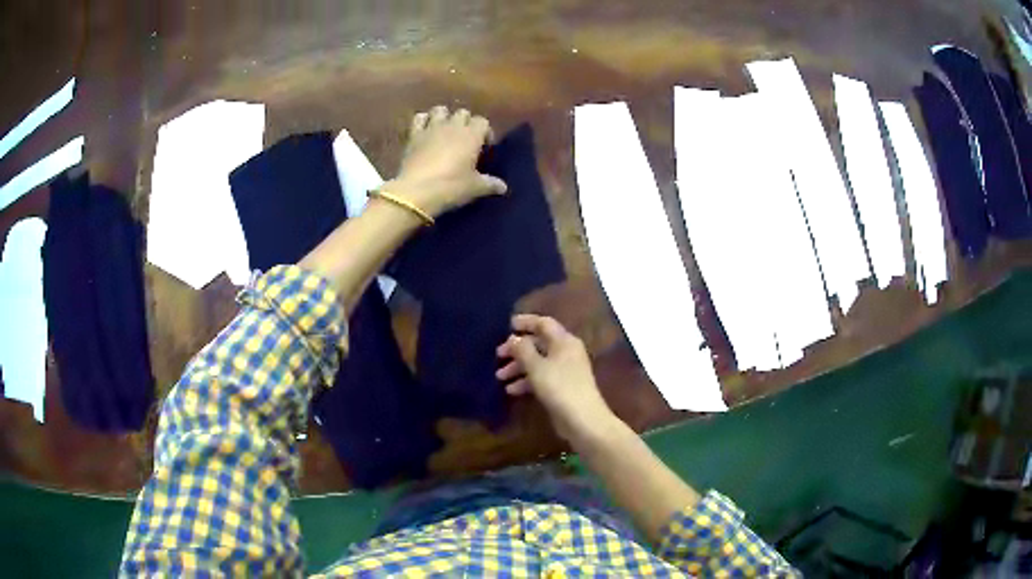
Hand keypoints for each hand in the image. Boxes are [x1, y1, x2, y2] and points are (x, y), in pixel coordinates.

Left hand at [386, 106, 507, 217]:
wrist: (416, 191)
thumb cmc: (451, 186)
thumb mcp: (475, 188)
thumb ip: (490, 184)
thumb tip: (503, 187)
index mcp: (471, 135)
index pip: (483, 122)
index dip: (485, 132)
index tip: (484, 147)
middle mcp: (453, 125)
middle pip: (463, 112)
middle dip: (466, 122)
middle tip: (465, 139)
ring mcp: (431, 128)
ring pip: (440, 110)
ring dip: (444, 117)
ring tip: (445, 131)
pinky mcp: (413, 135)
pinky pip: (419, 118)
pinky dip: (423, 121)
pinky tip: (425, 130)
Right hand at [496, 314, 618, 442]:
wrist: (582, 419)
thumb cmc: (559, 387)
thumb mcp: (536, 366)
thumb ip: (523, 349)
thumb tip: (514, 338)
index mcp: (564, 341)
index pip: (544, 323)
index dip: (526, 322)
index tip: (507, 325)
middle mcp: (566, 352)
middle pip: (539, 343)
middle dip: (517, 349)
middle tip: (498, 355)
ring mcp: (565, 370)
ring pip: (538, 362)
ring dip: (518, 367)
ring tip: (500, 377)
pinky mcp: (562, 387)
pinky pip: (541, 377)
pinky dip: (527, 381)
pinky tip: (511, 390)